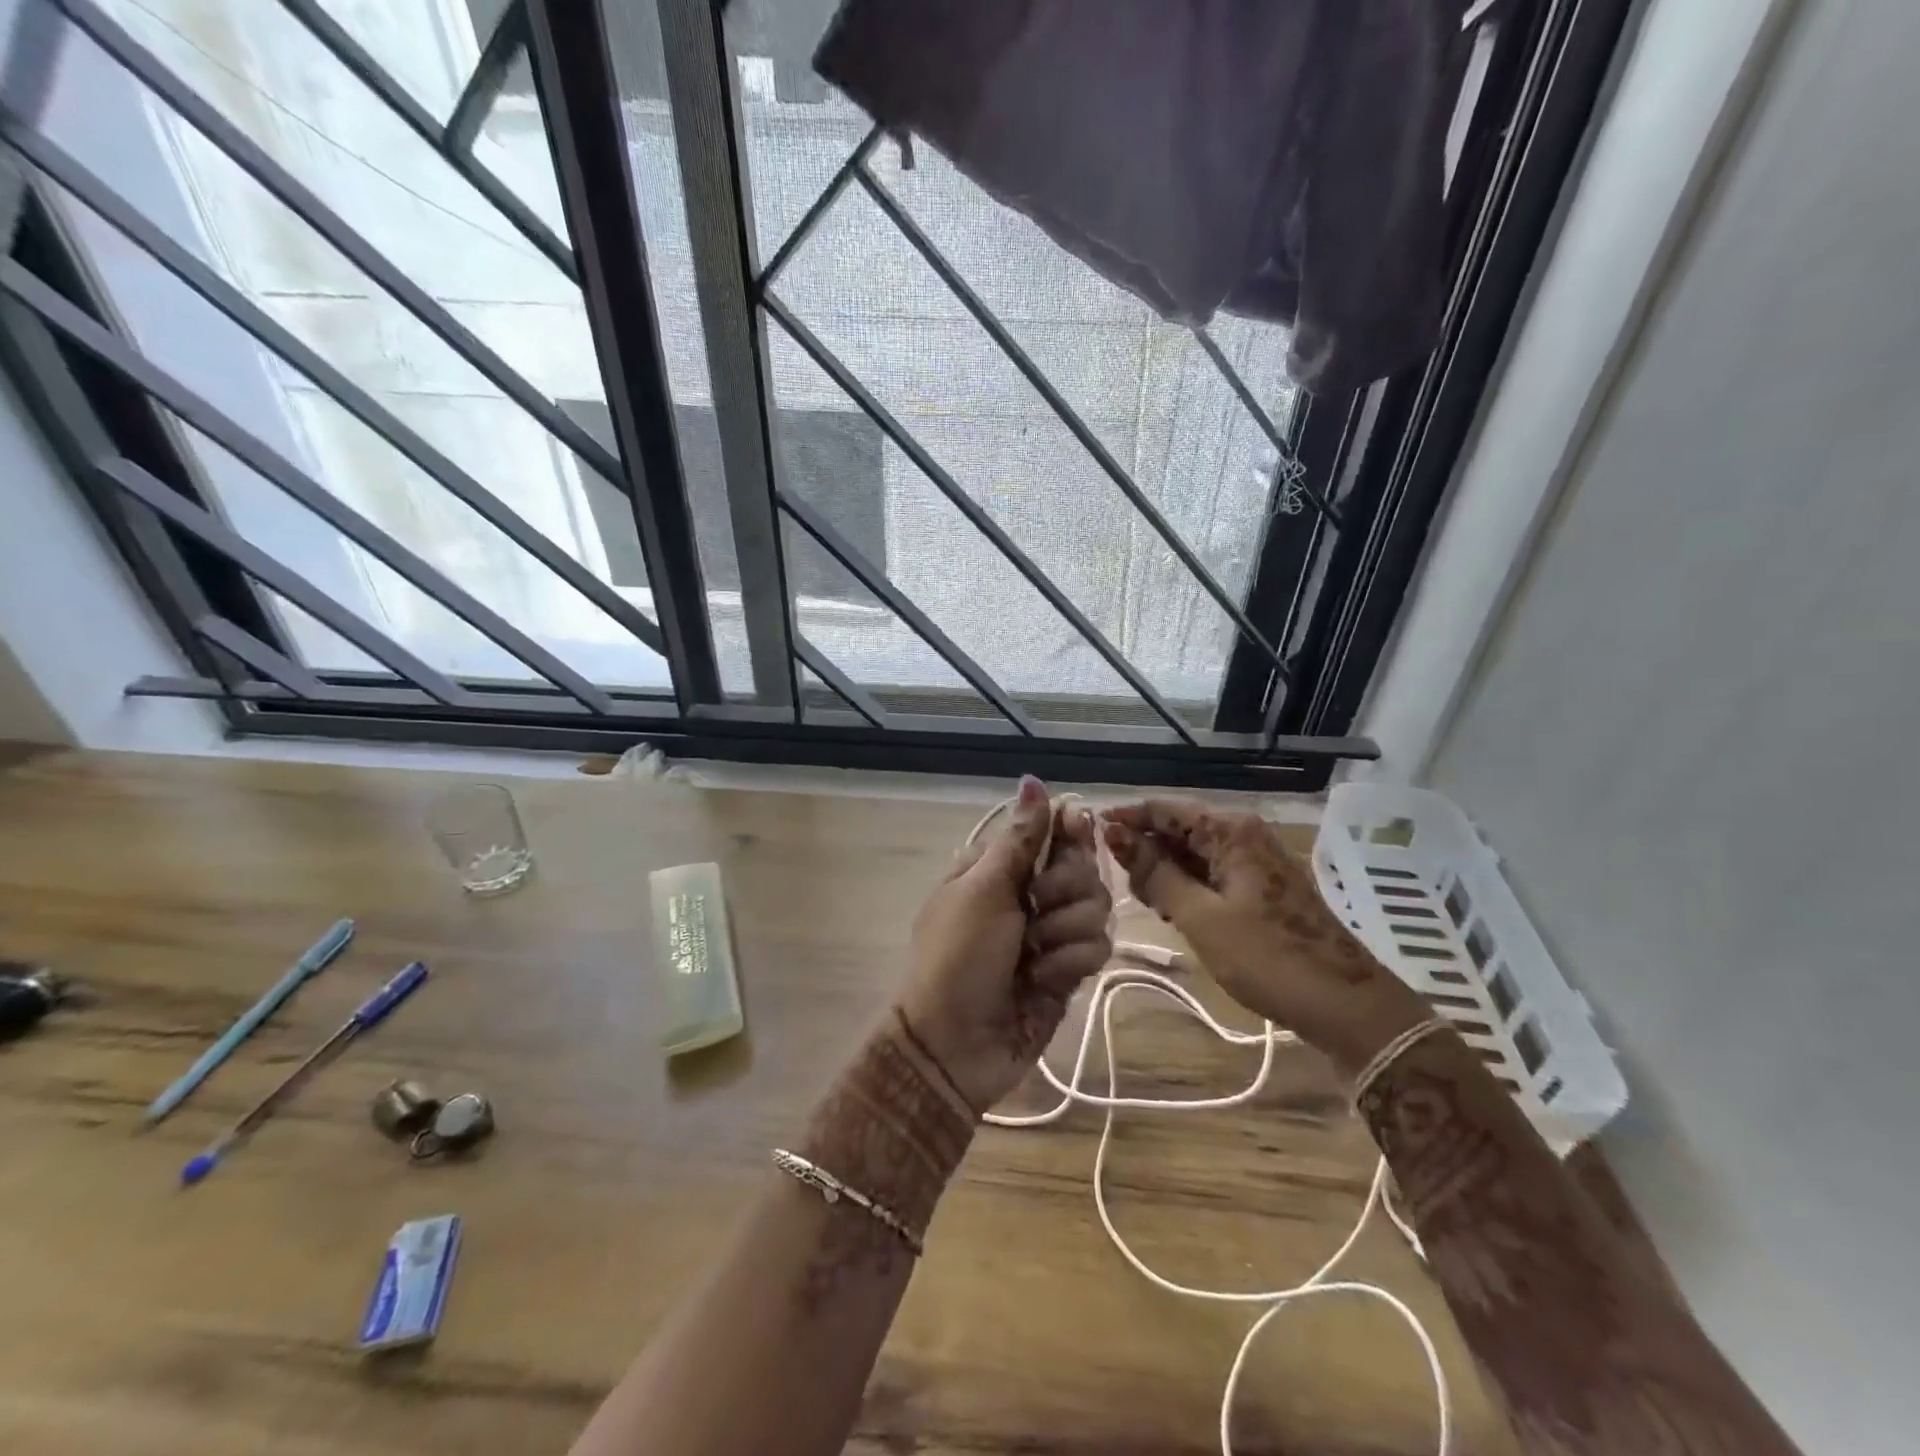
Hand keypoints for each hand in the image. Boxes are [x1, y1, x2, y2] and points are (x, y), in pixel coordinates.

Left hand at [896, 776, 1112, 1112]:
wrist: (954, 1045)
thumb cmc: (957, 956)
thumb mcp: (982, 890)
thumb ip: (1019, 839)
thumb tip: (1032, 779)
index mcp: (1000, 867)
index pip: (1052, 829)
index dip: (1070, 828)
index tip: (1077, 828)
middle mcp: (1030, 893)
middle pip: (1083, 867)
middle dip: (1064, 889)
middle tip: (1033, 909)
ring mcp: (1051, 932)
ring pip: (1097, 907)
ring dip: (1065, 931)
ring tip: (1033, 955)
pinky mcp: (1069, 969)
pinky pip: (1097, 948)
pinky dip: (1071, 962)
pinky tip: (1044, 980)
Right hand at [1103, 800, 1428, 1077]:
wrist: (1346, 1005)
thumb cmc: (1268, 957)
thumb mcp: (1200, 916)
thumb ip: (1155, 872)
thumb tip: (1115, 834)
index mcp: (1231, 831)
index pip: (1164, 808)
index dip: (1125, 819)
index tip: (1088, 835)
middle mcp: (1243, 835)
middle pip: (1178, 829)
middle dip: (1145, 851)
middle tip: (1121, 886)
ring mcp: (1254, 861)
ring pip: (1192, 853)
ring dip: (1164, 873)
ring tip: (1146, 904)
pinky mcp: (1260, 887)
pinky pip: (1210, 873)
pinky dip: (1186, 887)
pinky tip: (1172, 910)